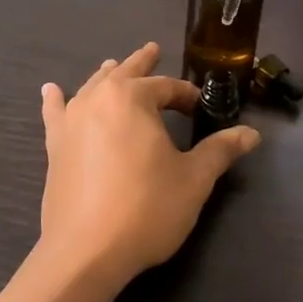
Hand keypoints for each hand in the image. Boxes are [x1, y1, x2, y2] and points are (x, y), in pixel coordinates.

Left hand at [34, 42, 259, 290]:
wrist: (86, 251)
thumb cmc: (146, 209)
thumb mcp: (193, 179)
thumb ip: (220, 151)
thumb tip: (251, 134)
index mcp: (133, 99)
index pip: (165, 87)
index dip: (185, 95)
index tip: (199, 107)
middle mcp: (97, 100)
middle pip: (124, 74)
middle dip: (142, 63)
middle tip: (153, 50)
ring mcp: (71, 122)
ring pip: (92, 88)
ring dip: (107, 76)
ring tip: (113, 65)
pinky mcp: (55, 147)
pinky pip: (55, 114)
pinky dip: (55, 100)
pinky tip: (51, 90)